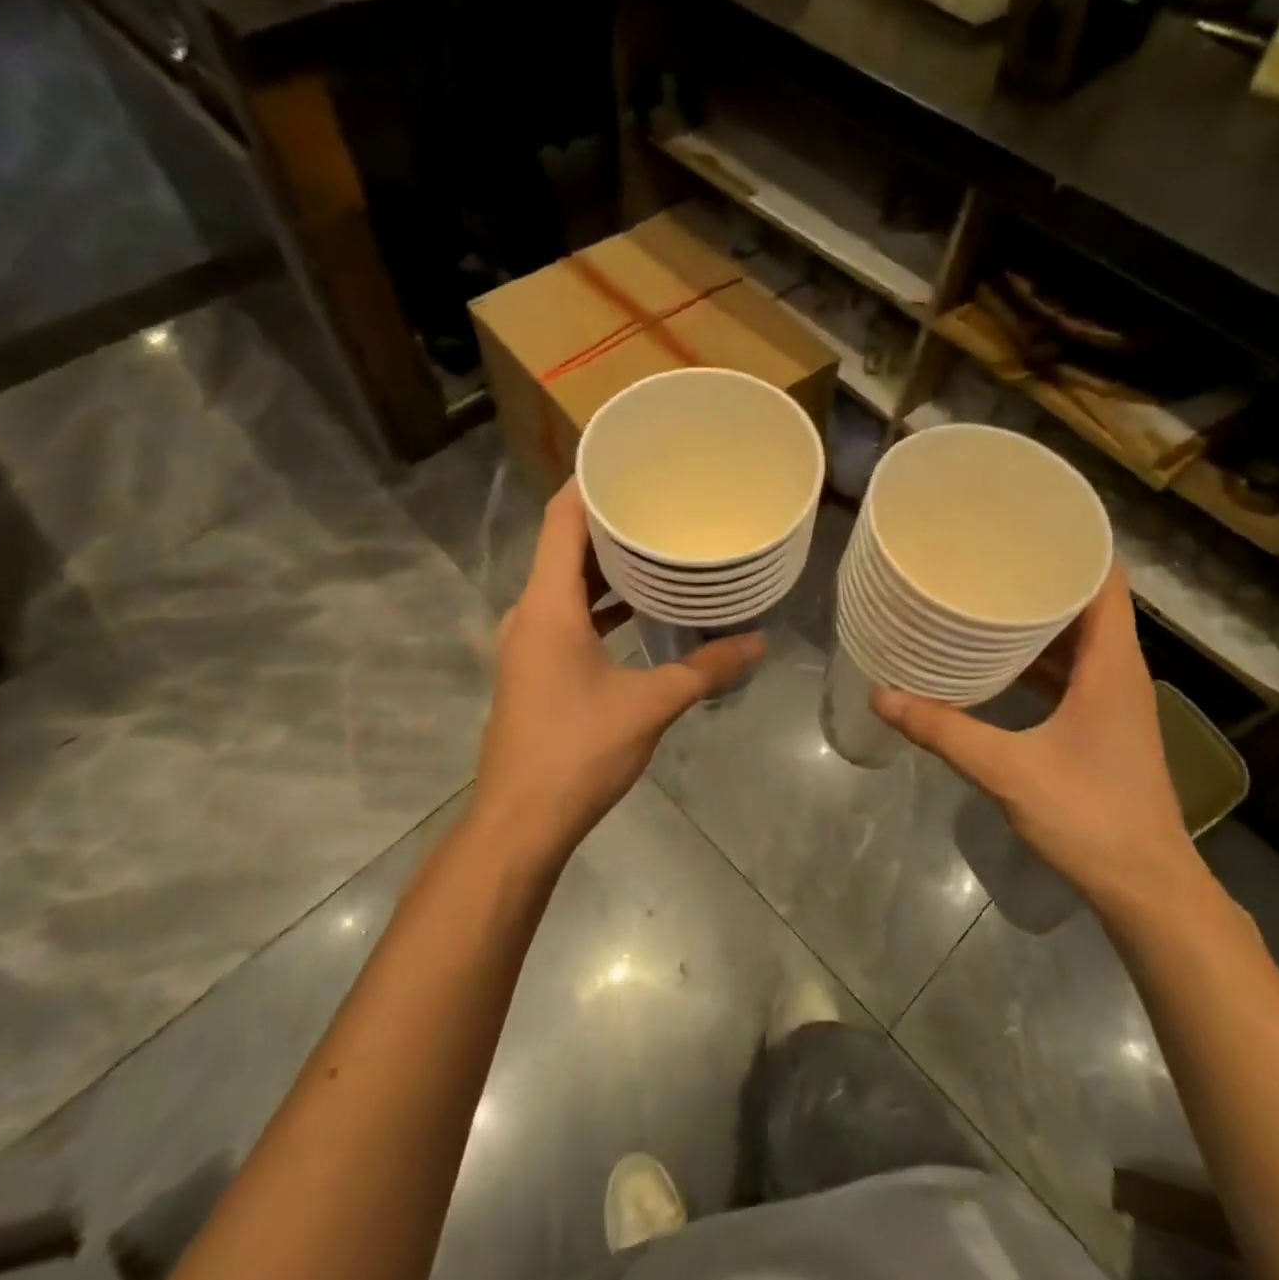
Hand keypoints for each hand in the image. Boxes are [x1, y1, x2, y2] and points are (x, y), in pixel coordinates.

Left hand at [473, 483, 763, 860]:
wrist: (521, 821)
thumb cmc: (579, 751)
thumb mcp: (650, 705)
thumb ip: (705, 668)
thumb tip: (758, 642)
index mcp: (549, 606)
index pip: (560, 520)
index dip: (586, 483)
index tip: (625, 459)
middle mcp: (530, 613)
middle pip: (562, 546)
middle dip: (606, 521)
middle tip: (657, 499)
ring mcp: (527, 642)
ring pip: (563, 583)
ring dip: (603, 565)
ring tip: (654, 545)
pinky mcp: (532, 667)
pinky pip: (564, 614)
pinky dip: (596, 602)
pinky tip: (636, 608)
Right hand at [872, 566, 1196, 913]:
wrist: (1147, 887)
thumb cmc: (1090, 817)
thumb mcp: (1008, 770)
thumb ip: (945, 731)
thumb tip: (884, 695)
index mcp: (1112, 667)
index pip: (1107, 581)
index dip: (1078, 544)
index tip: (1031, 521)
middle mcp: (1120, 672)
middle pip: (1091, 602)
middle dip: (1046, 573)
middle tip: (993, 551)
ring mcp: (1115, 700)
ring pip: (1082, 637)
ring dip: (1043, 615)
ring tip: (991, 591)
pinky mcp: (1104, 723)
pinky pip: (1074, 669)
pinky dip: (1042, 654)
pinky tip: (1000, 656)